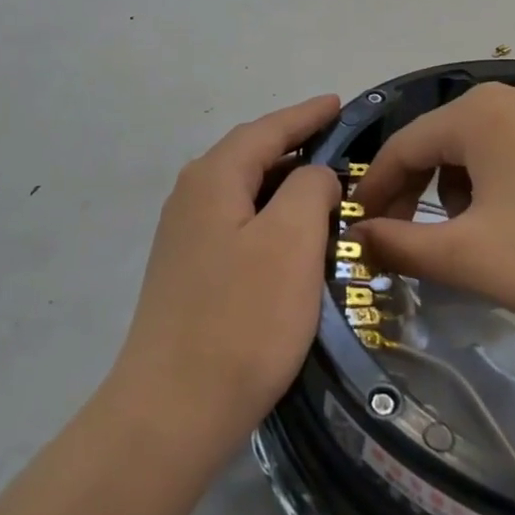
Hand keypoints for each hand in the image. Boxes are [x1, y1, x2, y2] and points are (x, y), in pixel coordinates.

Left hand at [111, 95, 342, 455]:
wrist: (173, 410)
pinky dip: (270, 218)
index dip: (306, 114)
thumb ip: (308, 189)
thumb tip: (312, 175)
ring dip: (284, 185)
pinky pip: (238, 225)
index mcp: (212, 178)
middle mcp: (190, 198)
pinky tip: (292, 238)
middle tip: (341, 146)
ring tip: (325, 188)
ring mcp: (185, 238)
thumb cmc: (242, 319)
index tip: (340, 103)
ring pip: (243, 193)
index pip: (266, 129)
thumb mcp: (290, 241)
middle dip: (295, 146)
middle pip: (249, 156)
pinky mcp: (189, 273)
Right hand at [350, 83, 514, 355]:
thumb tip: (359, 238)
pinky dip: (491, 191)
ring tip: (462, 242)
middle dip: (411, 194)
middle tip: (399, 244)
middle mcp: (509, 99)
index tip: (355, 232)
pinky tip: (508, 230)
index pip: (401, 146)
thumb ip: (400, 244)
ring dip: (451, 195)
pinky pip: (510, 158)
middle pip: (436, 144)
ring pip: (473, 153)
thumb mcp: (467, 256)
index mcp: (476, 112)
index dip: (372, 191)